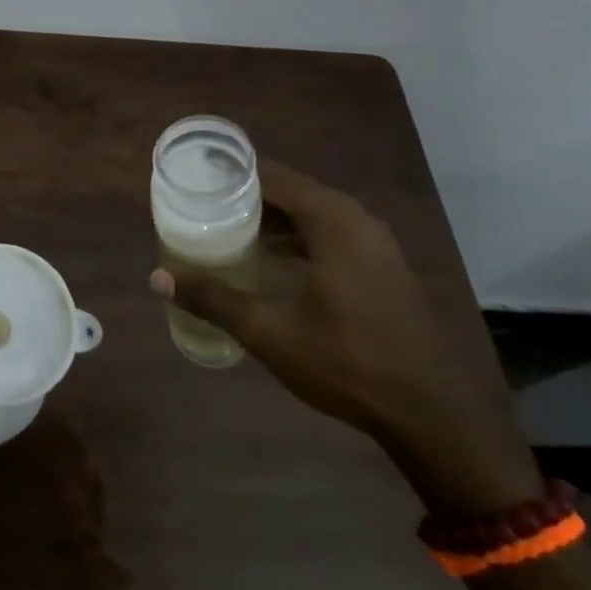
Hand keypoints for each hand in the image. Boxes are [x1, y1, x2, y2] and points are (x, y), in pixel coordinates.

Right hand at [153, 160, 539, 515]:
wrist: (432, 414)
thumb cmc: (348, 363)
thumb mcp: (269, 331)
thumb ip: (213, 299)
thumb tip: (158, 277)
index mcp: (332, 221)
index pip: (270, 175)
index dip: (230, 175)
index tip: (193, 181)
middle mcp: (356, 220)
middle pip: (289, 191)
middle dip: (244, 197)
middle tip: (200, 207)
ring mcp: (375, 243)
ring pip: (310, 214)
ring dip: (270, 219)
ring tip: (224, 230)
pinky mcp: (382, 266)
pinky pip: (329, 234)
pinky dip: (296, 237)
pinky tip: (268, 261)